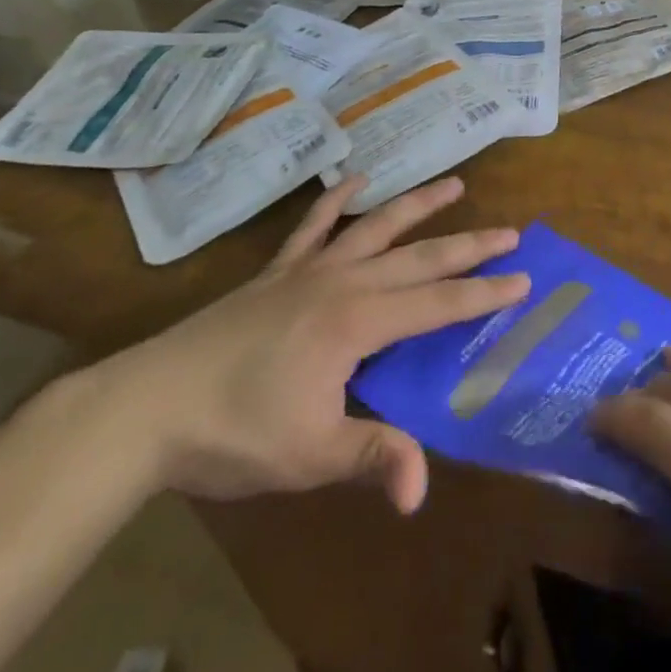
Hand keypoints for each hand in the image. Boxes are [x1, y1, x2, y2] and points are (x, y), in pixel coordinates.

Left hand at [77, 175, 528, 513]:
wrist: (148, 406)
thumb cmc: (234, 432)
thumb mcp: (309, 455)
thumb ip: (372, 458)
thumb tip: (421, 492)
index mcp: (357, 322)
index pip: (437, 304)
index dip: (483, 293)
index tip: (523, 278)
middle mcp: (342, 282)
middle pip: (418, 257)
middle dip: (468, 245)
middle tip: (510, 230)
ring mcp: (307, 270)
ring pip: (375, 227)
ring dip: (417, 205)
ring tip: (454, 183)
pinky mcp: (275, 272)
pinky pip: (312, 226)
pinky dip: (335, 200)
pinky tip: (353, 180)